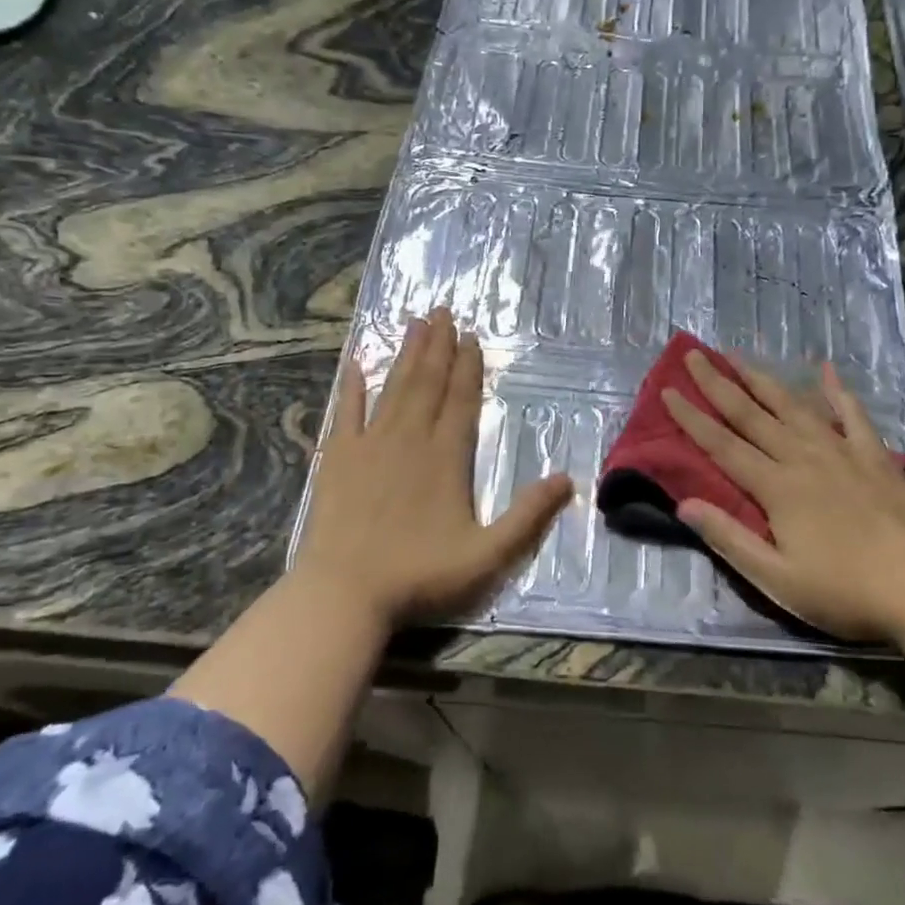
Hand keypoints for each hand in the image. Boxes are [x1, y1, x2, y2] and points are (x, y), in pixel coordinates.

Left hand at [292, 307, 572, 626]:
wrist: (343, 594)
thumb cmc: (419, 576)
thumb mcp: (488, 555)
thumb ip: (528, 516)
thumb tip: (567, 478)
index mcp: (446, 457)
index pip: (462, 400)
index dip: (469, 367)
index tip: (472, 336)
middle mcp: (409, 439)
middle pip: (428, 383)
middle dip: (438, 346)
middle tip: (443, 311)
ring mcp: (370, 446)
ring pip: (393, 388)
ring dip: (406, 355)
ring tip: (415, 323)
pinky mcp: (337, 459)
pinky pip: (346, 412)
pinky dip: (351, 387)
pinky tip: (355, 364)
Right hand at [661, 351, 904, 641]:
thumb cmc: (844, 592)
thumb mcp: (777, 578)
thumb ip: (729, 538)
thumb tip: (684, 504)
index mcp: (777, 487)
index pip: (722, 445)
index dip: (692, 418)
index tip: (668, 390)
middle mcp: (803, 457)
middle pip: (752, 414)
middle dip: (718, 384)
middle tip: (694, 355)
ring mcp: (841, 451)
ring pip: (793, 406)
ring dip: (762, 379)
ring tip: (738, 356)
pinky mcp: (873, 455)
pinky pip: (851, 414)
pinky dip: (836, 390)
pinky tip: (825, 369)